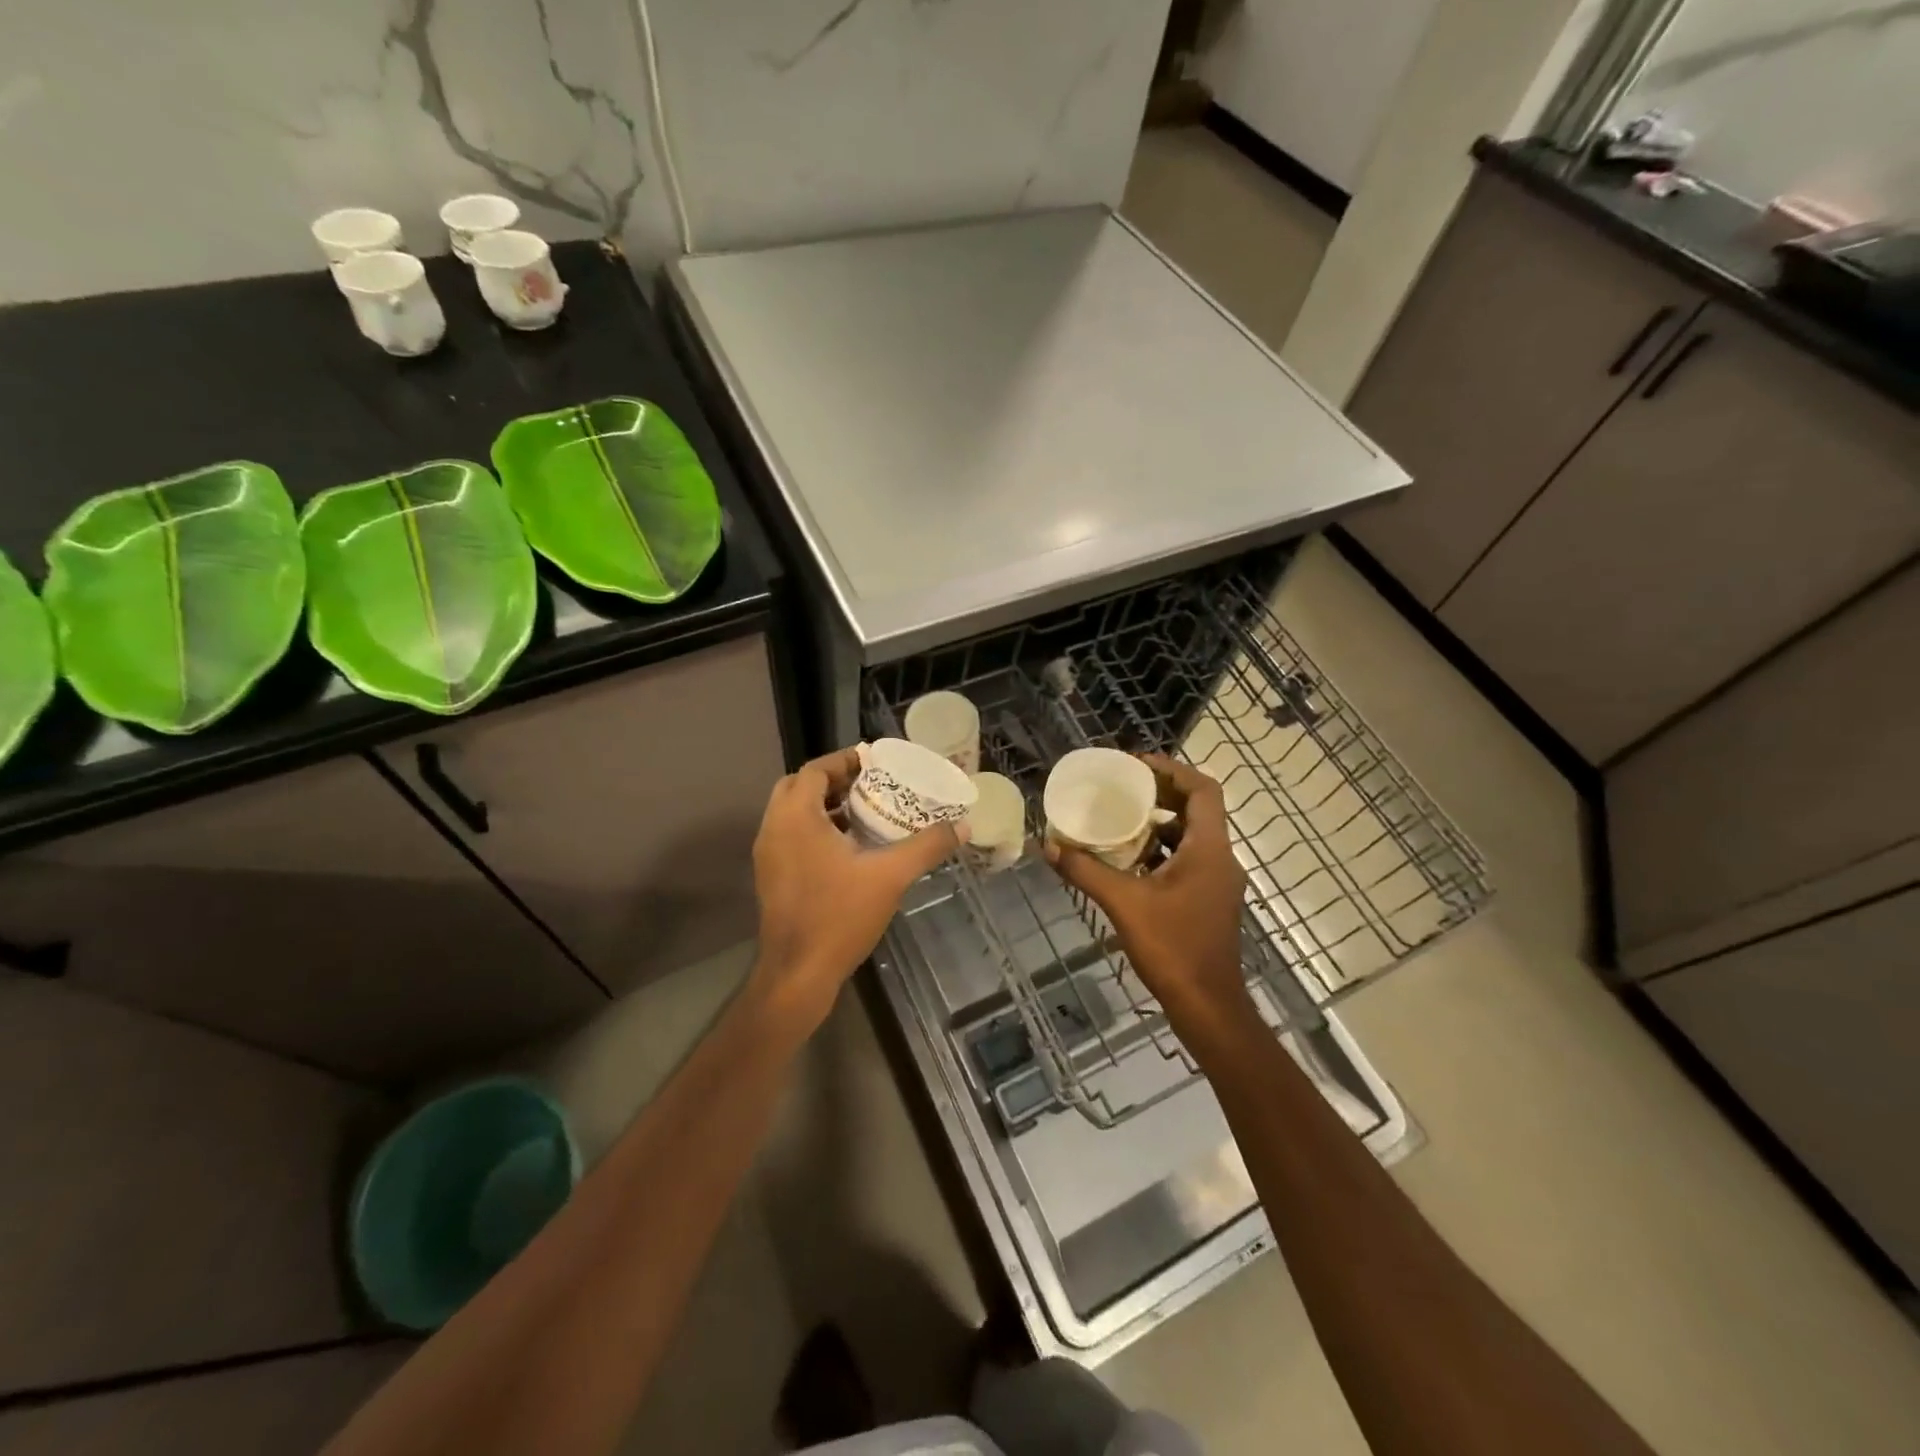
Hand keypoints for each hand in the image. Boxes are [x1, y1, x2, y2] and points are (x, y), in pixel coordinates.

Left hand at [750, 746, 965, 1026]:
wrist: (798, 974)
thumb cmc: (839, 916)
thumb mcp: (890, 876)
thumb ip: (927, 846)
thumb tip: (963, 826)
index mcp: (796, 817)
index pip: (816, 770)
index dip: (845, 761)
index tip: (876, 762)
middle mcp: (774, 828)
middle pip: (800, 786)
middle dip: (834, 780)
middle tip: (870, 784)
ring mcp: (768, 854)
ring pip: (794, 813)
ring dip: (825, 805)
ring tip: (866, 810)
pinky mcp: (771, 876)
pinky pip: (792, 835)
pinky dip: (816, 828)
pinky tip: (849, 847)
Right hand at [1046, 755, 1249, 1021]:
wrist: (1208, 1006)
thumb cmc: (1173, 947)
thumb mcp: (1124, 904)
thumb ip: (1086, 871)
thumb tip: (1049, 847)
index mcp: (1210, 849)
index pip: (1203, 790)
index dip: (1173, 770)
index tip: (1137, 765)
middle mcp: (1221, 859)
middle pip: (1198, 809)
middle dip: (1162, 793)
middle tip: (1123, 787)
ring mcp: (1219, 882)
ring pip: (1193, 836)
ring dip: (1161, 824)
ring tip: (1121, 818)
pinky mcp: (1210, 901)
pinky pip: (1189, 860)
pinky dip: (1163, 851)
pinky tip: (1131, 861)